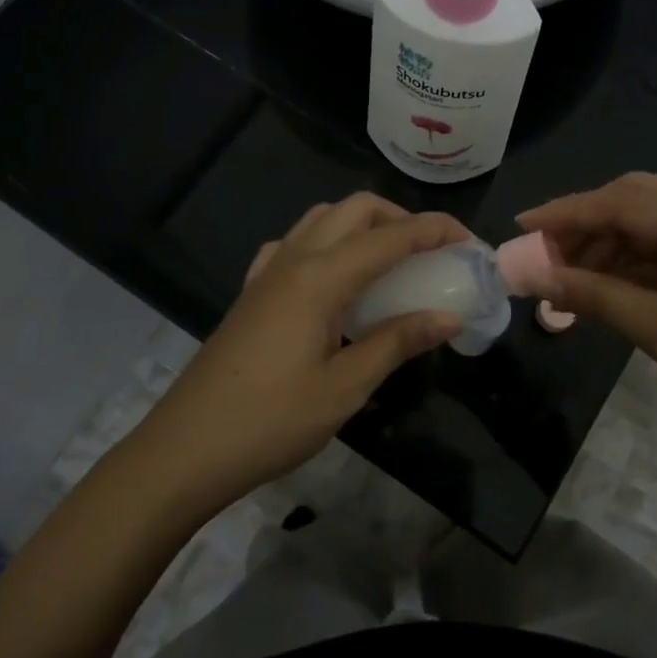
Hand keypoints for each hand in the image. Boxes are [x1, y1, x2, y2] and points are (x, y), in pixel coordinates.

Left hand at [132, 194, 470, 518]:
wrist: (186, 449)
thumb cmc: (271, 421)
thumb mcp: (345, 387)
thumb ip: (398, 341)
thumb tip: (449, 316)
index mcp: (321, 277)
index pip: (391, 236)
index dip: (436, 230)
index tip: (471, 243)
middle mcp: (293, 259)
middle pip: (356, 209)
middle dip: (401, 218)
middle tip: (431, 253)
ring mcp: (267, 271)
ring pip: (322, 218)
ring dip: (363, 225)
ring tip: (389, 263)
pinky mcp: (252, 290)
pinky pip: (294, 243)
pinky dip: (326, 242)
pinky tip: (334, 279)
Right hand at [518, 173, 656, 493]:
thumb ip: (597, 296)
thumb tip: (535, 275)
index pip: (628, 201)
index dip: (569, 211)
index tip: (521, 224)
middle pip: (640, 204)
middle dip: (587, 225)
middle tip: (543, 253)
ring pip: (654, 233)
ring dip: (607, 250)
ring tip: (564, 281)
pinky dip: (632, 271)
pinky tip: (602, 291)